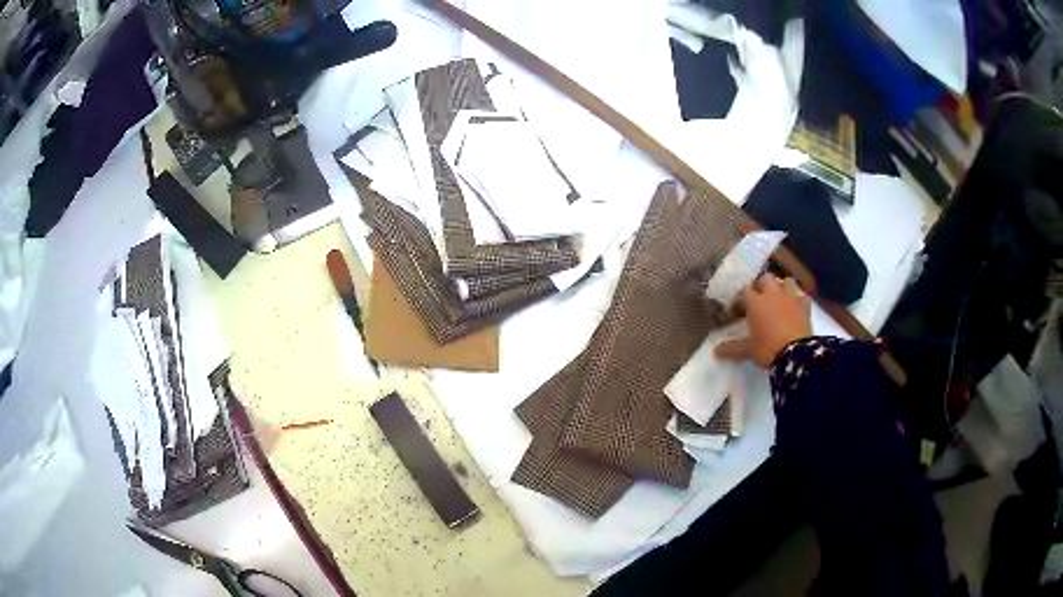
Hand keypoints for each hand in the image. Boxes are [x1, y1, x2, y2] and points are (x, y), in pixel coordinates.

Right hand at [715, 274, 812, 367]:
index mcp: (756, 302)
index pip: (743, 293)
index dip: (737, 301)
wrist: (797, 355)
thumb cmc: (768, 349)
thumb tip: (715, 352)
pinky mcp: (805, 306)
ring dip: (780, 288)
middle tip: (757, 300)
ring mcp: (791, 298)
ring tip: (777, 299)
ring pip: (785, 282)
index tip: (734, 313)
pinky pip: (801, 296)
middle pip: (765, 279)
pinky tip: (794, 307)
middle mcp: (773, 294)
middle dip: (760, 287)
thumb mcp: (748, 350)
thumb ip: (732, 348)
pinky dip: (797, 299)